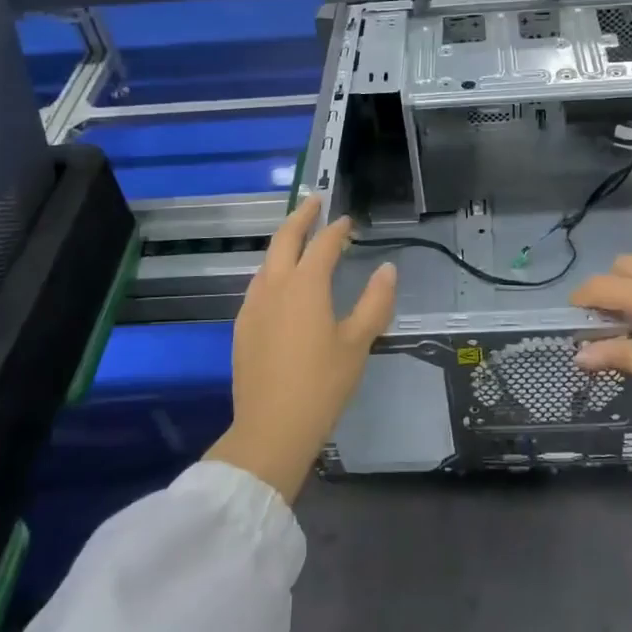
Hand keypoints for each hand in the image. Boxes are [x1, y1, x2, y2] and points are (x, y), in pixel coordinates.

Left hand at [205, 195, 396, 501]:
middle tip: (316, 201)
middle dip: (301, 216)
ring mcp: (253, 305)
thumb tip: (388, 269)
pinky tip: (282, 283)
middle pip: (285, 239)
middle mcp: (274, 286)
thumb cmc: (322, 384)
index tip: (348, 221)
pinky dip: (273, 269)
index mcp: (305, 285)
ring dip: (284, 243)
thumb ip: (375, 302)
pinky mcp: (243, 326)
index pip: (324, 244)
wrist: (271, 429)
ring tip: (300, 239)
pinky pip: (259, 284)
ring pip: (267, 261)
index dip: (338, 229)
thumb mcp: (358, 343)